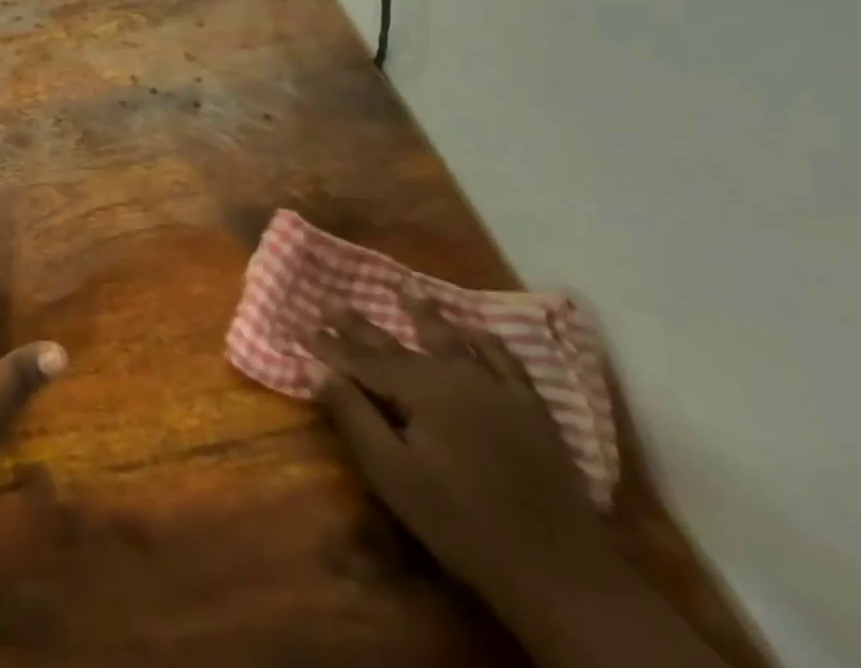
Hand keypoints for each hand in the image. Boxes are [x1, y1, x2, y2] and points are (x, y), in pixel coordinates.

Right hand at [311, 298, 616, 615]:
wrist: (559, 572)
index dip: (329, 345)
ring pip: (451, 340)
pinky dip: (486, 341)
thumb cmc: (462, 524)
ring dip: (424, 314)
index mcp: (419, 389)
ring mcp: (497, 388)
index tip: (300, 326)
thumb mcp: (394, 476)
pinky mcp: (531, 409)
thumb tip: (318, 370)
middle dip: (360, 325)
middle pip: (397, 344)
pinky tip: (476, 329)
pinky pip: (505, 361)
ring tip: (406, 289)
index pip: (362, 360)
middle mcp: (454, 374)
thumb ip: (354, 418)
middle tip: (330, 301)